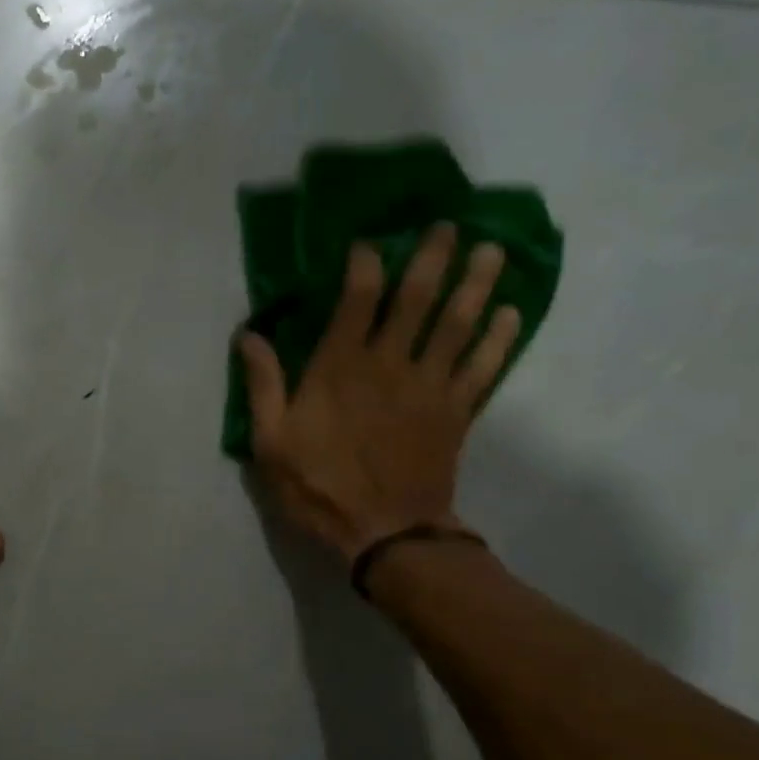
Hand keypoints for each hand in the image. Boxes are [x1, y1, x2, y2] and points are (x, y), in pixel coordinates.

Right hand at [236, 222, 518, 564]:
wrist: (384, 532)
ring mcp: (430, 386)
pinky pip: (484, 366)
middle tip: (450, 226)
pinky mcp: (457, 411)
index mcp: (341, 367)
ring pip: (459, 324)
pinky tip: (511, 313)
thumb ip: (263, 385)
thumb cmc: (319, 486)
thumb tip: (248, 335)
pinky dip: (500, 339)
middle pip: (418, 299)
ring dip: (476, 284)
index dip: (366, 263)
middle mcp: (390, 364)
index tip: (369, 242)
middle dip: (434, 258)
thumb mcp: (271, 442)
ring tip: (491, 251)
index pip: (359, 298)